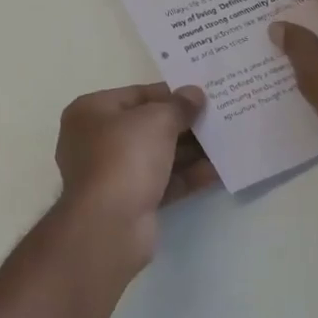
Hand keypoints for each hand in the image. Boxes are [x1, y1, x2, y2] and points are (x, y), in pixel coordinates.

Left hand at [53, 83, 215, 275]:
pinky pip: (162, 181)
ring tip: (226, 143)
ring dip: (190, 151)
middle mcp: (95, 139)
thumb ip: (178, 105)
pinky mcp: (129, 201)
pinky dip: (187, 176)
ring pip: (156, 155)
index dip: (171, 93)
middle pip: (147, 126)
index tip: (202, 94)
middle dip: (183, 124)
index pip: (136, 94)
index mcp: (91, 111)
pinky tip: (218, 171)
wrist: (109, 224)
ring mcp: (111, 173)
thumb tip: (193, 93)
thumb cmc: (125, 157)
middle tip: (219, 118)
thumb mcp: (156, 120)